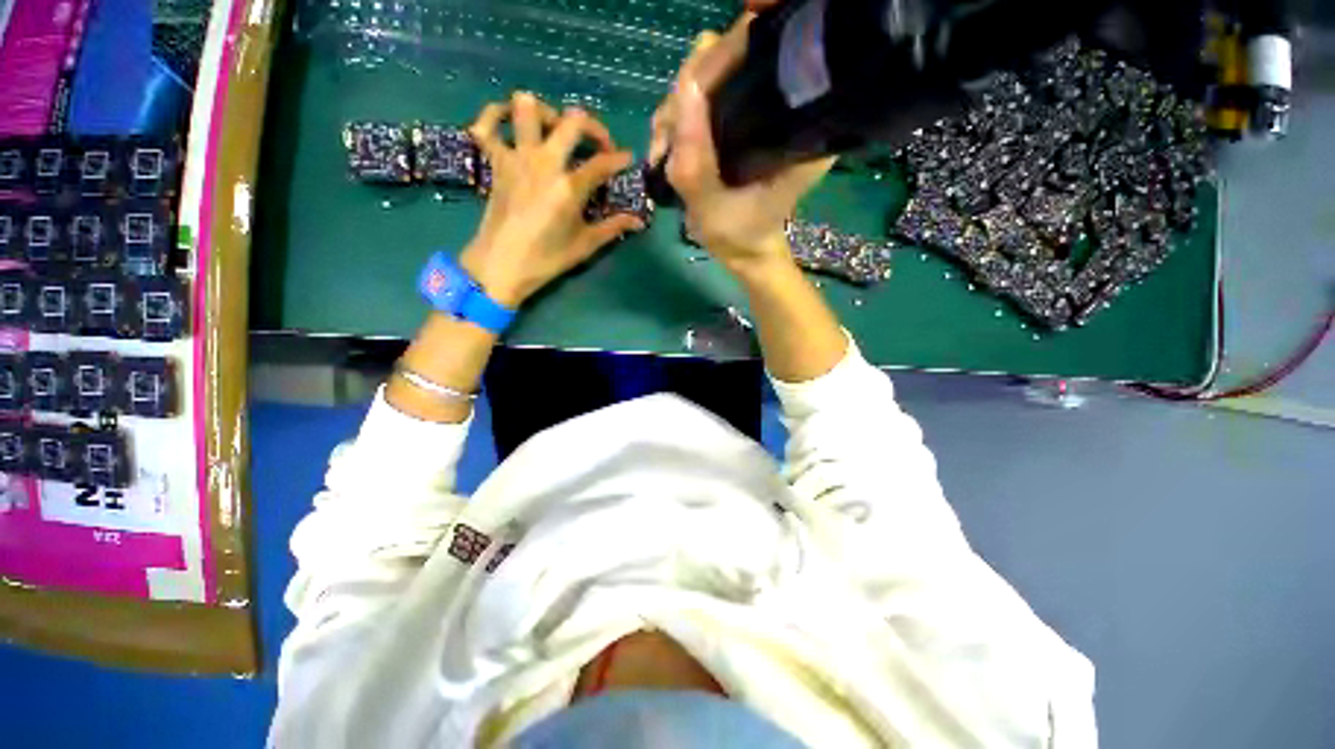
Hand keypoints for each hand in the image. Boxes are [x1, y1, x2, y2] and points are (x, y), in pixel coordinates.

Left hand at [459, 92, 644, 306]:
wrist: (502, 264)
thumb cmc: (547, 258)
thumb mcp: (586, 244)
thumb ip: (614, 227)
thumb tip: (639, 221)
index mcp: (570, 186)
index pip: (603, 162)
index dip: (620, 158)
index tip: (628, 159)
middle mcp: (545, 162)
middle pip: (573, 121)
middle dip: (593, 127)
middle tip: (598, 144)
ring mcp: (517, 157)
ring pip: (527, 107)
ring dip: (546, 112)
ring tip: (555, 130)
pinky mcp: (496, 161)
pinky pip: (487, 126)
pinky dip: (494, 116)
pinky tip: (508, 121)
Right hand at [650, 18, 834, 276]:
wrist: (745, 250)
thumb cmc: (738, 235)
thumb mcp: (712, 207)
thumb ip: (695, 160)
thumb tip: (683, 90)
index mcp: (791, 125)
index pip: (755, 58)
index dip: (717, 65)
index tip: (688, 97)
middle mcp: (779, 108)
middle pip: (724, 65)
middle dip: (687, 96)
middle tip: (666, 141)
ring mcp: (756, 115)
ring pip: (707, 83)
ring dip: (676, 112)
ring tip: (663, 151)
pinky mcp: (738, 125)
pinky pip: (701, 105)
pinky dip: (677, 122)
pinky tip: (667, 148)